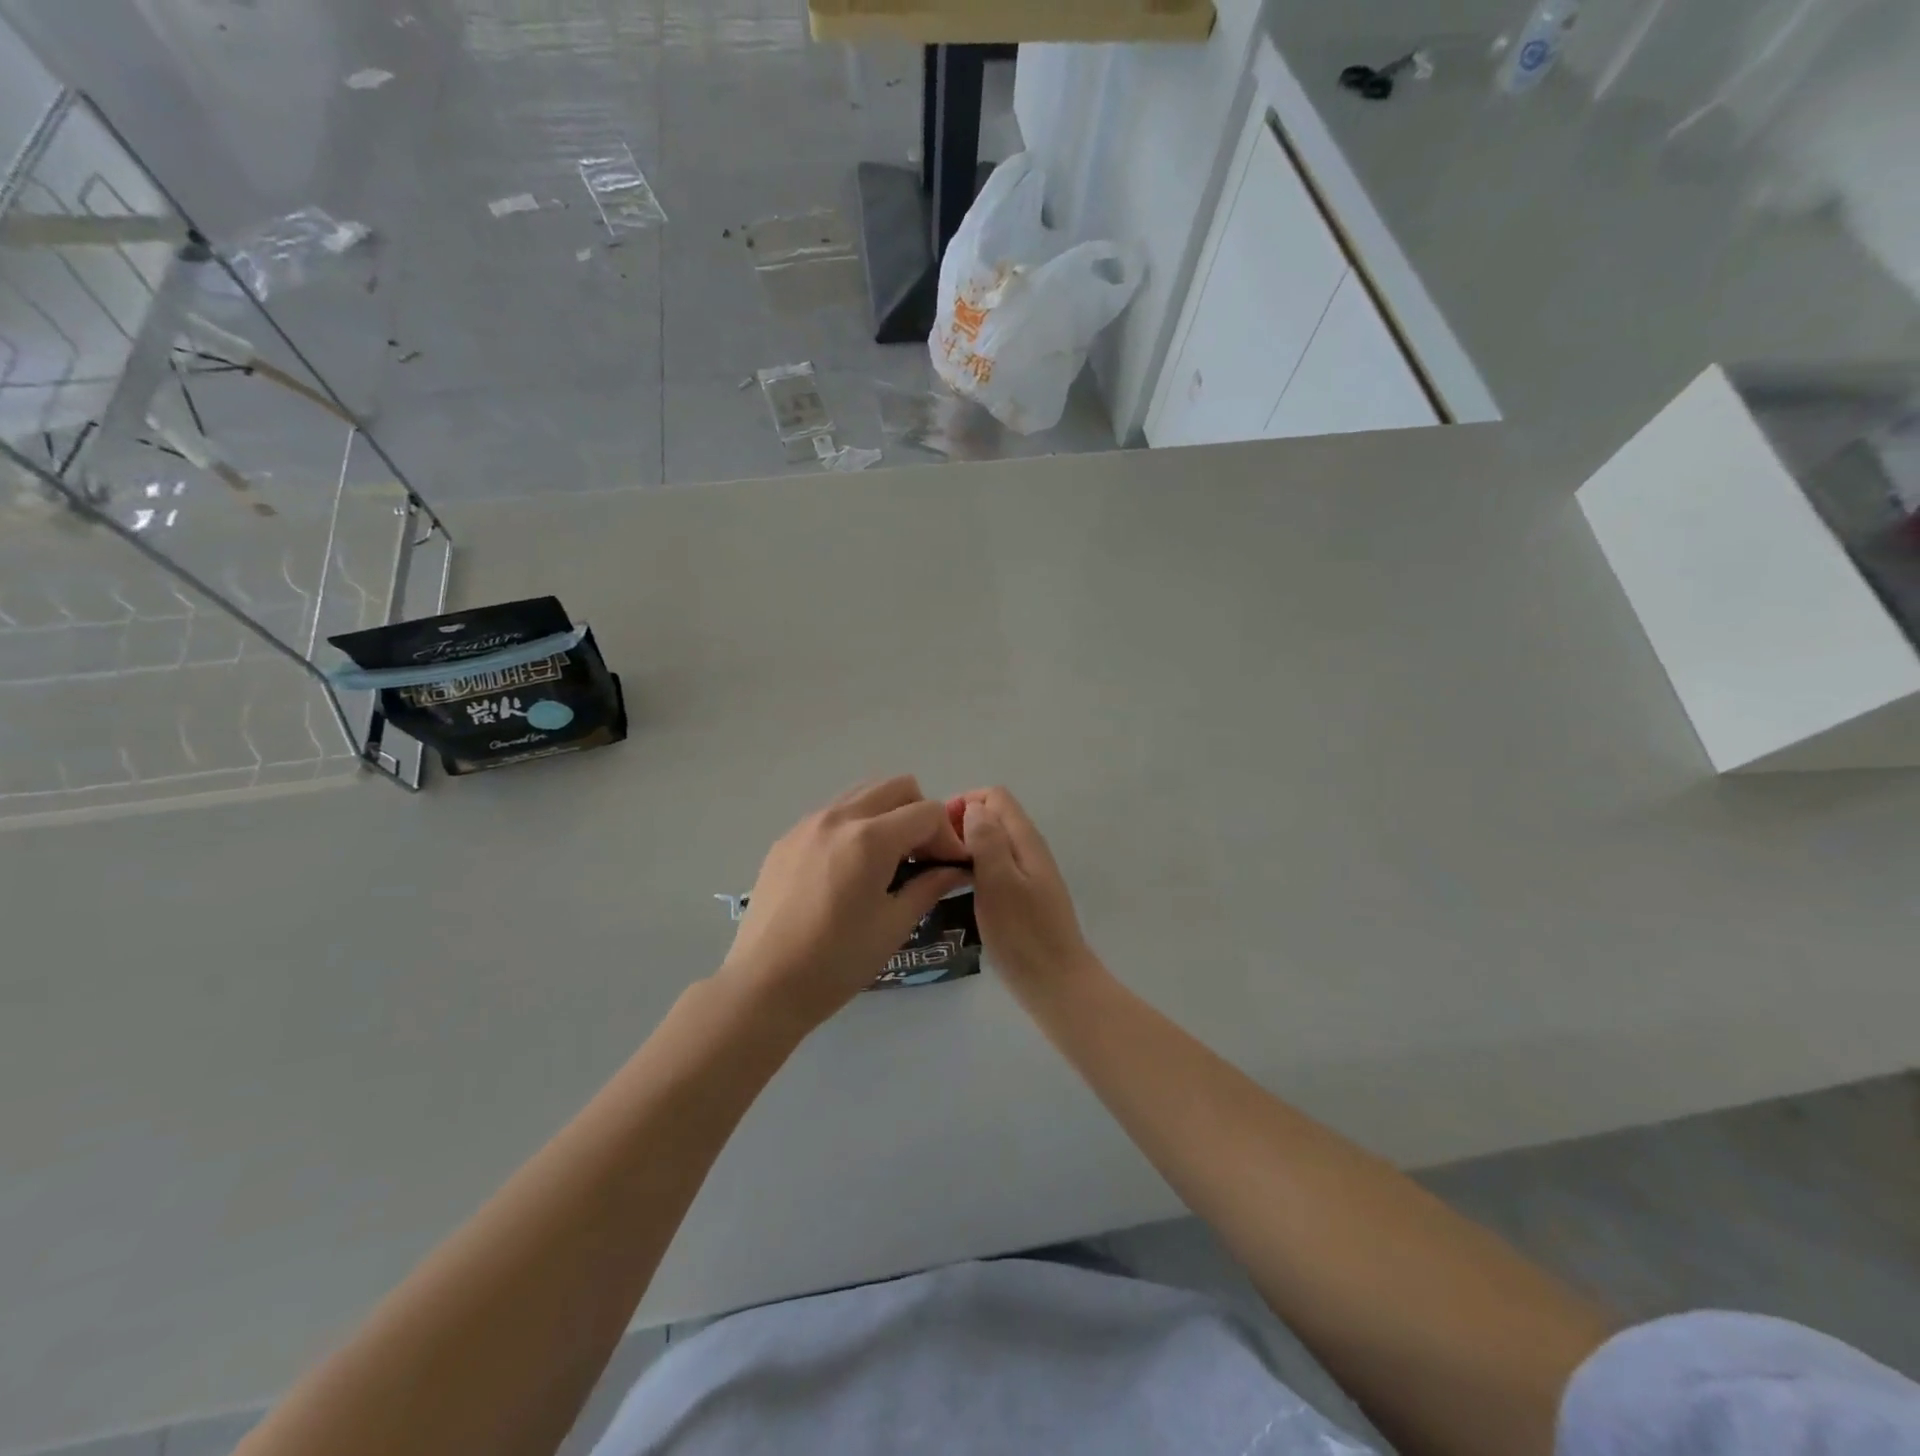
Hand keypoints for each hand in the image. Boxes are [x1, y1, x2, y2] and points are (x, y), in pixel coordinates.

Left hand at [719, 775, 971, 1032]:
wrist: (764, 985)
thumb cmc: (837, 962)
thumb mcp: (894, 926)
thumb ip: (929, 886)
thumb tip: (955, 869)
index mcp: (870, 838)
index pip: (928, 812)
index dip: (948, 837)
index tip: (950, 867)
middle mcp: (839, 817)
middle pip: (897, 787)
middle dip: (920, 815)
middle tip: (922, 856)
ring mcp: (808, 824)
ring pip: (863, 793)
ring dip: (887, 814)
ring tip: (888, 859)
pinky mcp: (787, 838)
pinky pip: (834, 813)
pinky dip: (856, 826)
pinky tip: (850, 869)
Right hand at [950, 787, 1092, 987]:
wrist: (1056, 984)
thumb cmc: (1023, 934)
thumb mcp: (998, 882)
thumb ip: (987, 840)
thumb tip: (974, 807)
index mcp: (1025, 839)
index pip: (994, 796)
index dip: (965, 803)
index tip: (940, 832)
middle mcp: (1029, 849)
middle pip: (994, 816)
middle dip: (963, 824)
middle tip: (935, 853)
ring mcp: (1029, 873)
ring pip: (994, 842)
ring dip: (967, 847)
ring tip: (941, 870)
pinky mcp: (1024, 896)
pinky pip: (996, 866)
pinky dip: (976, 868)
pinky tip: (960, 891)